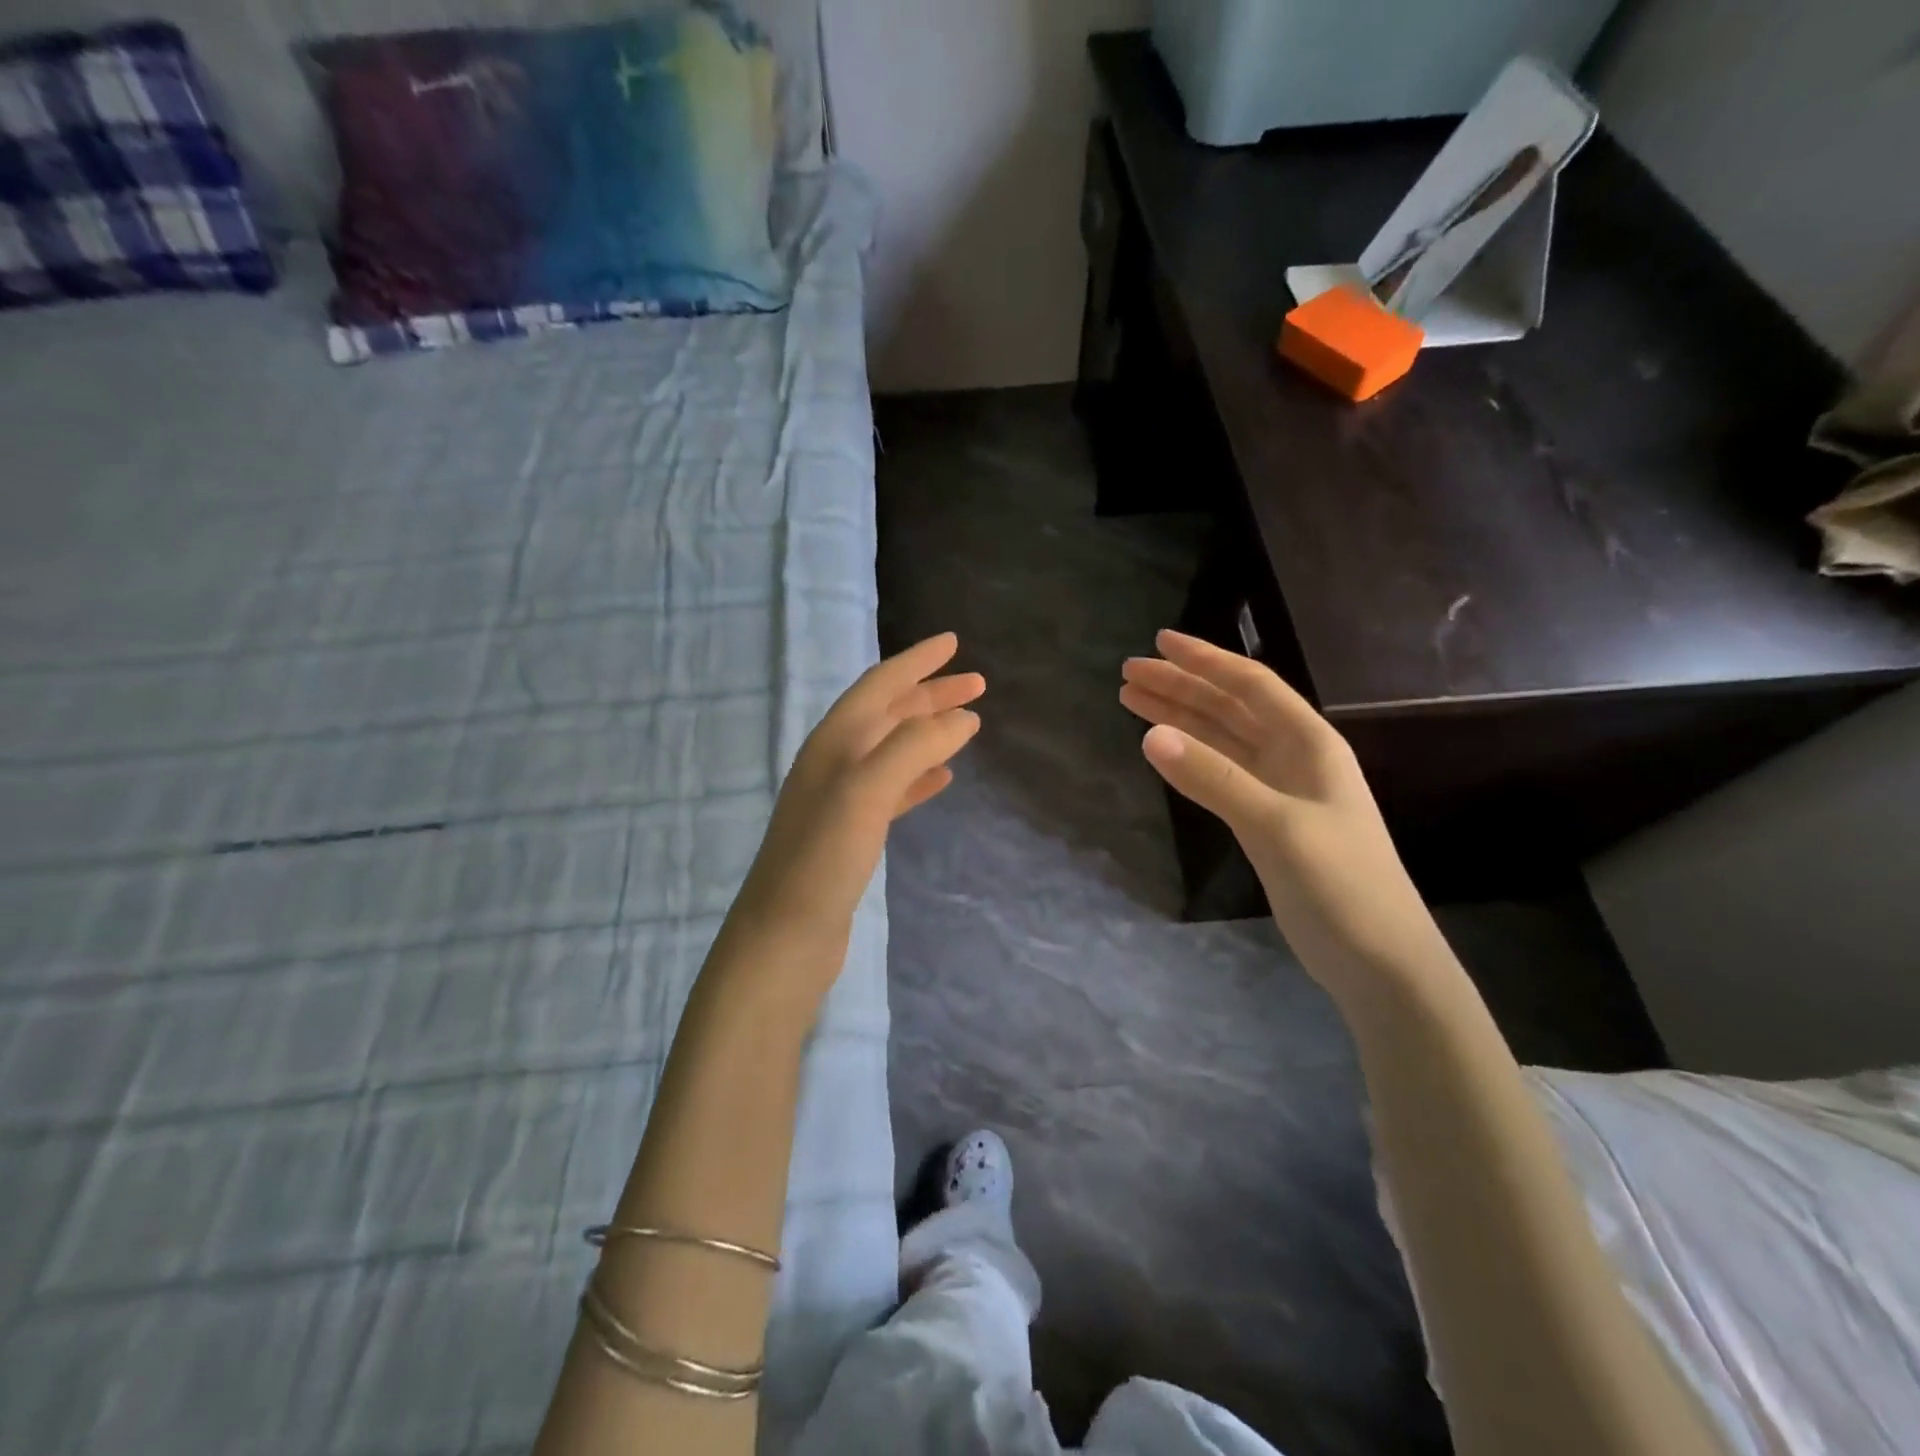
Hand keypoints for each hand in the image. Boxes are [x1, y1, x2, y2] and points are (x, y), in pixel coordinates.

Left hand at [732, 633, 982, 958]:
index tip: (953, 641)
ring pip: (893, 749)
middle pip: (888, 713)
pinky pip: (893, 789)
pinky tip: (943, 778)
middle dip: (930, 694)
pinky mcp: (852, 833)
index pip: (879, 685)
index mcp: (834, 741)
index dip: (916, 661)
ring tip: (968, 724)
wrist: (784, 936)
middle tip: (977, 683)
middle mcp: (835, 761)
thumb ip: (914, 747)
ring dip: (928, 731)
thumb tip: (962, 716)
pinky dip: (919, 776)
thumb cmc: (823, 858)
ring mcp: (842, 798)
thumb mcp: (867, 791)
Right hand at [1121, 630, 1446, 1001]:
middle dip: (1180, 687)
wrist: (1380, 962)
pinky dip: (1190, 757)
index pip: (1250, 686)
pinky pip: (1220, 773)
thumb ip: (1213, 779)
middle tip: (1127, 673)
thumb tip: (1150, 736)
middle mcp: (1294, 757)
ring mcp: (1280, 790)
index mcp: (1310, 743)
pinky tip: (1163, 749)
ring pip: (1221, 740)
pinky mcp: (1266, 821)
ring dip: (1179, 718)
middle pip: (1229, 708)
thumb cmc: (1341, 886)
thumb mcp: (1276, 827)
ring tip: (1131, 701)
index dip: (1204, 661)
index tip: (1158, 643)